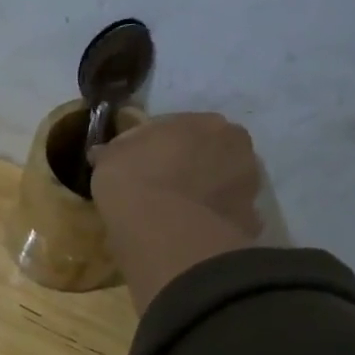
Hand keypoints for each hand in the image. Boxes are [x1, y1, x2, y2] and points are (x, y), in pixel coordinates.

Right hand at [91, 113, 263, 312]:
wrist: (168, 233)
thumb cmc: (135, 182)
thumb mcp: (108, 160)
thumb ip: (112, 152)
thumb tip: (103, 152)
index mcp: (204, 121)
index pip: (176, 127)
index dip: (154, 145)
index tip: (136, 163)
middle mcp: (235, 145)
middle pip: (205, 152)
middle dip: (186, 165)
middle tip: (158, 186)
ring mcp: (248, 184)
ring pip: (219, 182)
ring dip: (201, 191)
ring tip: (173, 213)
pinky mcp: (250, 220)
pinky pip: (224, 215)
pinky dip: (209, 221)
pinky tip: (187, 232)